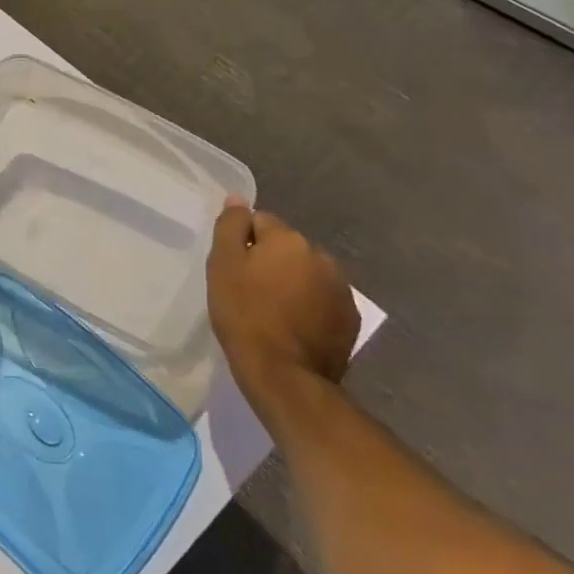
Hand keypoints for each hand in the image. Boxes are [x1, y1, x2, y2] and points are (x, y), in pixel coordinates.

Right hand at [208, 201, 358, 398]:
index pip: (260, 221)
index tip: (233, 268)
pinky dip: (308, 305)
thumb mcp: (223, 264)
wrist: (284, 375)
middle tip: (249, 289)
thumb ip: (231, 225)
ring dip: (291, 282)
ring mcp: (341, 289)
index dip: (242, 242)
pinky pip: (322, 299)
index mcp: (290, 239)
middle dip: (270, 260)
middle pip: (286, 246)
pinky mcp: (350, 319)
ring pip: (306, 272)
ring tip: (272, 310)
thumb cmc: (245, 313)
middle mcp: (322, 256)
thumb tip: (238, 198)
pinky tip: (293, 326)